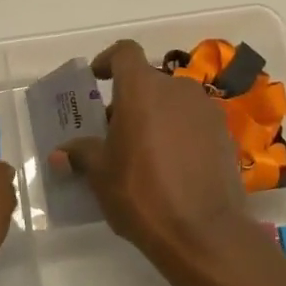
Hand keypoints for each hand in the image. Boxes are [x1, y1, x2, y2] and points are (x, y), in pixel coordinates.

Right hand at [51, 40, 265, 285]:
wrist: (204, 232)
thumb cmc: (142, 193)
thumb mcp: (101, 174)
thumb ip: (81, 154)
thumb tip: (60, 154)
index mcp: (142, 88)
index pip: (124, 52)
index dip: (109, 60)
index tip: (98, 78)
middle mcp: (177, 89)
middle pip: (149, 81)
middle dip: (130, 99)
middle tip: (115, 130)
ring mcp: (206, 110)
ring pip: (174, 102)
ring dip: (157, 116)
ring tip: (144, 150)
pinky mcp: (225, 135)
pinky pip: (194, 123)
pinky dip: (180, 133)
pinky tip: (172, 166)